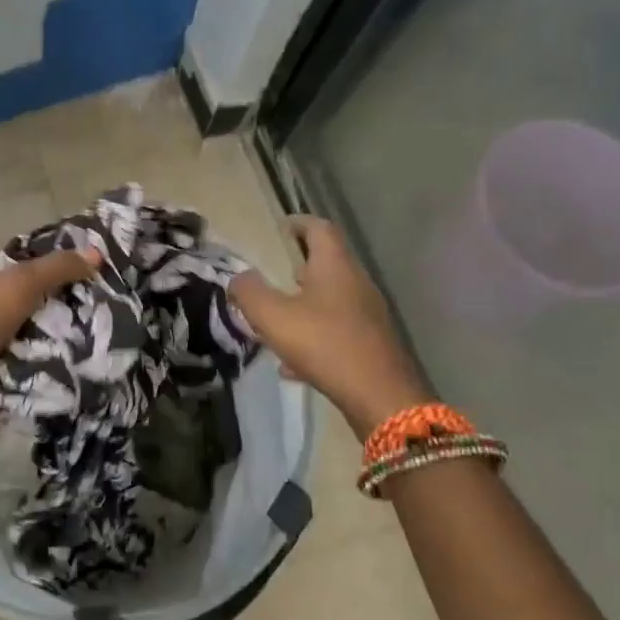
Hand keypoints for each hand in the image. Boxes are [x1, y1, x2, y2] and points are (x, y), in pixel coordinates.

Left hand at [0, 246, 102, 424]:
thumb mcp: (21, 282)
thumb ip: (58, 267)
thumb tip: (97, 252)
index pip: (28, 276)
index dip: (59, 274)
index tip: (95, 277)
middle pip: (38, 312)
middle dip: (69, 315)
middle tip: (108, 315)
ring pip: (41, 345)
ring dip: (66, 347)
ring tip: (106, 345)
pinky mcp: (4, 384)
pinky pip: (38, 377)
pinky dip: (57, 375)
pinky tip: (87, 371)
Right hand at [229, 217, 431, 435]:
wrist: (380, 396)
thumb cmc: (324, 344)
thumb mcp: (273, 317)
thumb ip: (250, 293)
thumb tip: (239, 278)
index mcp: (334, 267)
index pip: (320, 229)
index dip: (300, 223)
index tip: (282, 227)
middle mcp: (356, 284)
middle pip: (329, 264)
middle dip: (301, 266)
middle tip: (276, 273)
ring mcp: (368, 315)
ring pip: (332, 299)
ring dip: (306, 303)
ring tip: (279, 318)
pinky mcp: (371, 344)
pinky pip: (337, 330)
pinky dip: (315, 336)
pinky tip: (293, 364)